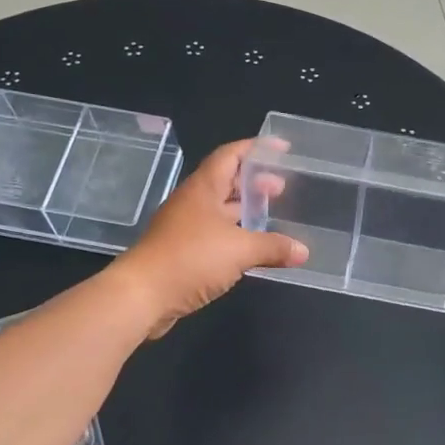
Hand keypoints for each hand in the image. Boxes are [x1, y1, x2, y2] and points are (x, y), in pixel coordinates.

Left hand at [113, 139, 306, 337]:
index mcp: (203, 189)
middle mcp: (193, 203)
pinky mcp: (183, 253)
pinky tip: (253, 248)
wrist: (142, 296)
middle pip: (226, 182)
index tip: (281, 148)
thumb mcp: (240, 250)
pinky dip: (236, 236)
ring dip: (245, 211)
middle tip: (282, 188)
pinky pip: (215, 236)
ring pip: (221, 211)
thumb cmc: (190, 259)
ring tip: (272, 216)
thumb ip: (273, 247)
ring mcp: (185, 228)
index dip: (255, 148)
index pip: (230, 155)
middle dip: (254, 182)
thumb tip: (303, 251)